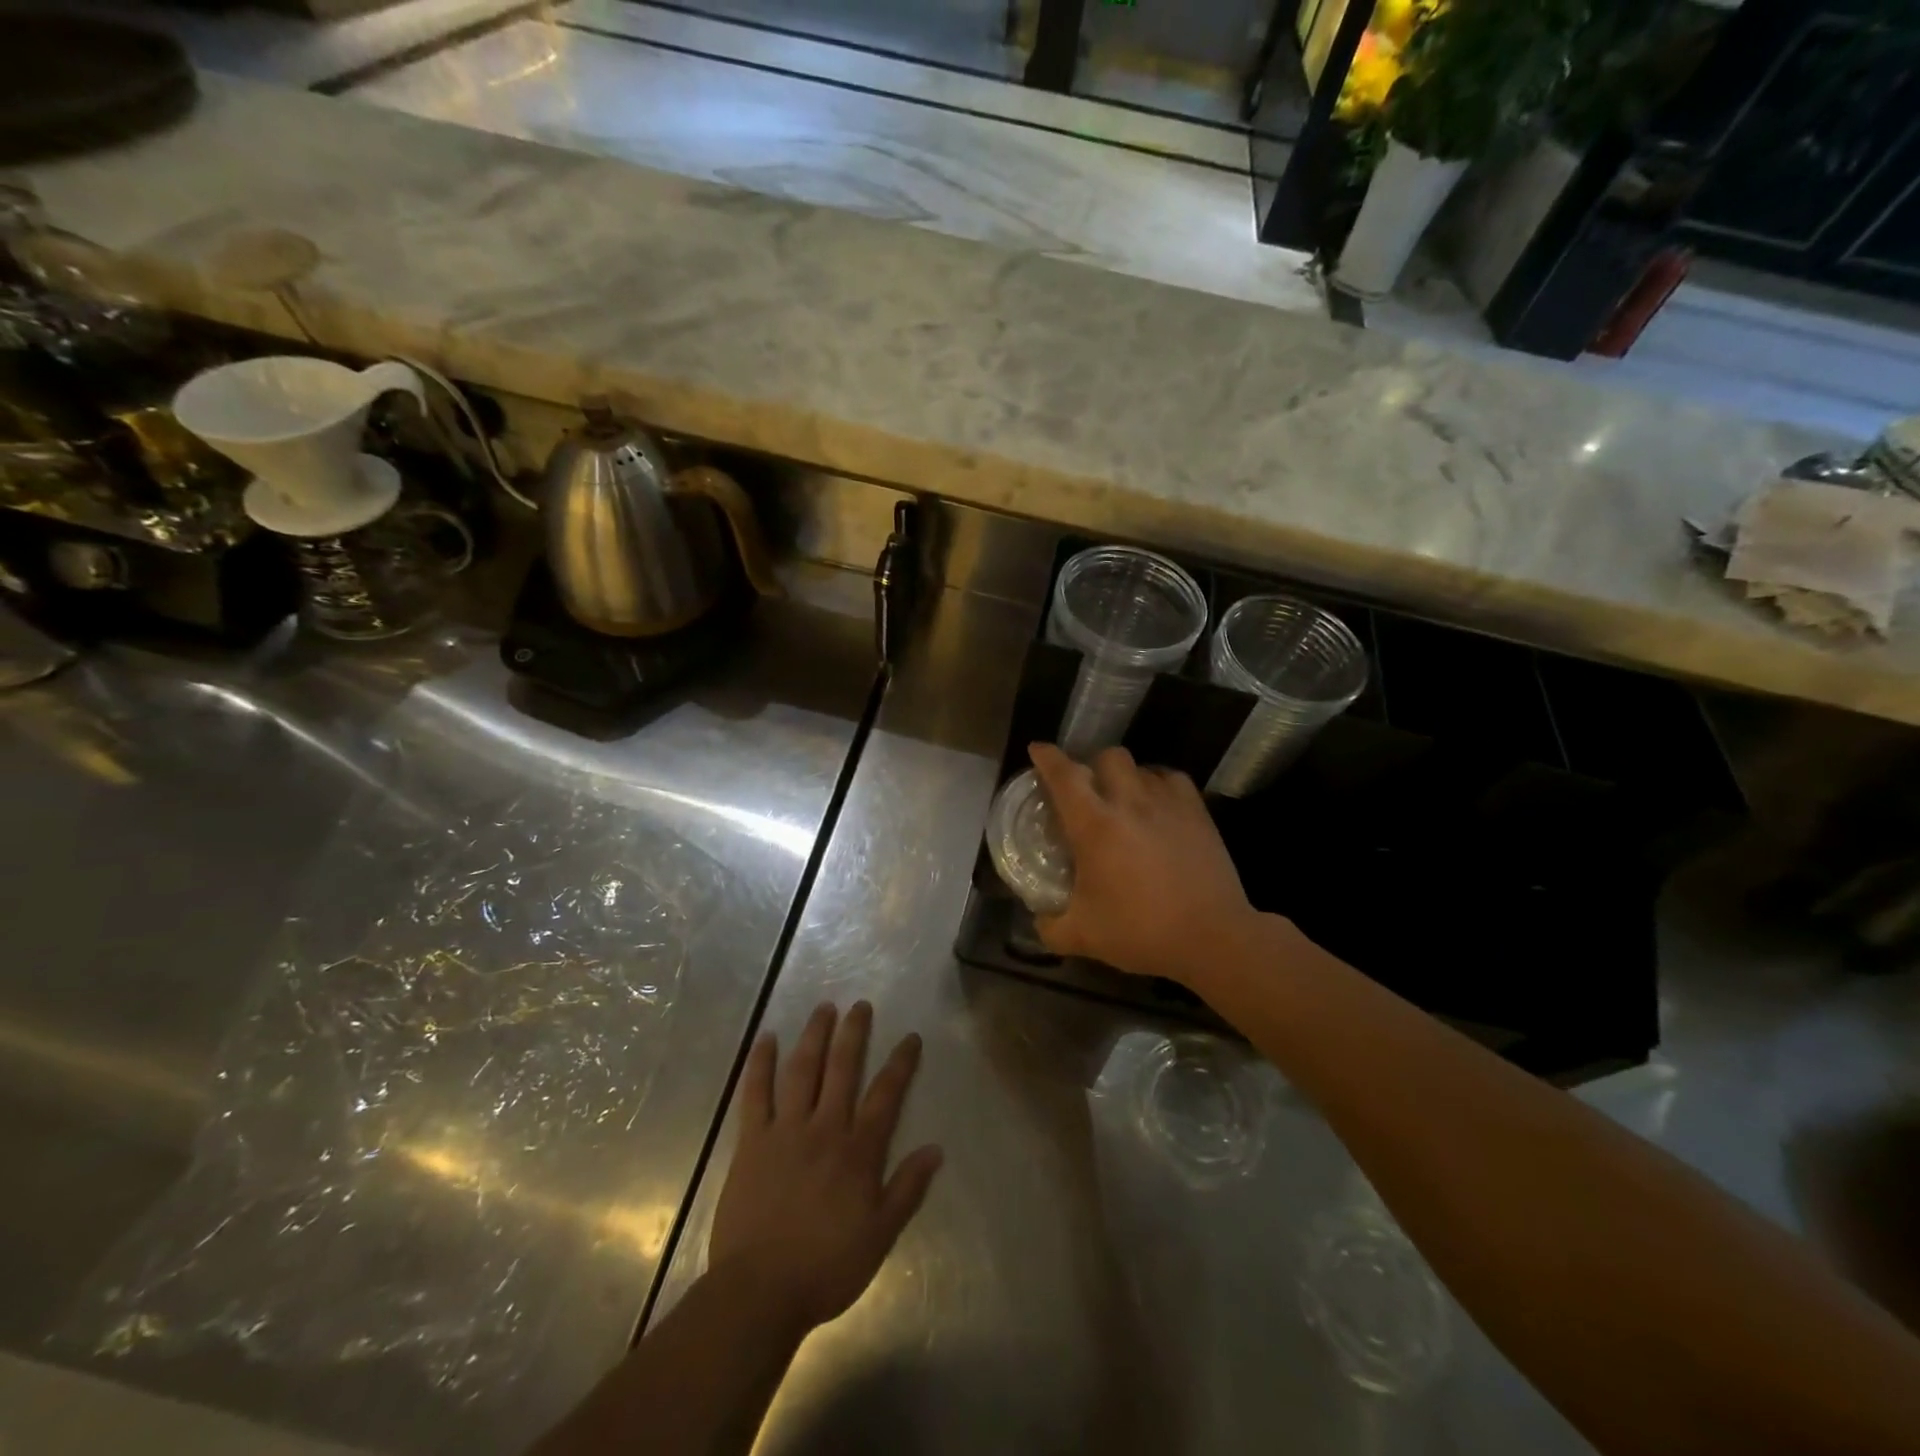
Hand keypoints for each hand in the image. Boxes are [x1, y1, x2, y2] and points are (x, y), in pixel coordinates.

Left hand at [709, 1002, 942, 1333]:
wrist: (760, 1291)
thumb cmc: (826, 1267)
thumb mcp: (880, 1235)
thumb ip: (908, 1189)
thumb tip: (936, 1148)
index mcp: (858, 1151)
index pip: (886, 1095)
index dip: (901, 1063)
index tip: (910, 1037)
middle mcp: (825, 1128)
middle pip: (843, 1069)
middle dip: (854, 1033)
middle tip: (860, 1005)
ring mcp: (786, 1130)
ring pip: (802, 1071)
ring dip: (814, 1036)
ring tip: (823, 1008)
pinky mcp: (752, 1142)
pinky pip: (755, 1094)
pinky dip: (760, 1063)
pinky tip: (766, 1039)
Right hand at [1028, 742, 1259, 986]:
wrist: (1211, 937)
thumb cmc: (1141, 932)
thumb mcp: (1083, 937)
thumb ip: (1050, 926)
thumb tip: (1039, 918)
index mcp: (1095, 825)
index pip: (1064, 775)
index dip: (1047, 757)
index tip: (1037, 750)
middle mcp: (1130, 802)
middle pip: (1108, 756)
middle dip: (1093, 765)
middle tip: (1088, 789)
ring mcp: (1168, 803)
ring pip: (1141, 766)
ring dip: (1126, 777)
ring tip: (1123, 799)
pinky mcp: (1197, 811)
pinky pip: (1172, 779)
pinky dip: (1158, 784)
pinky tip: (1157, 804)